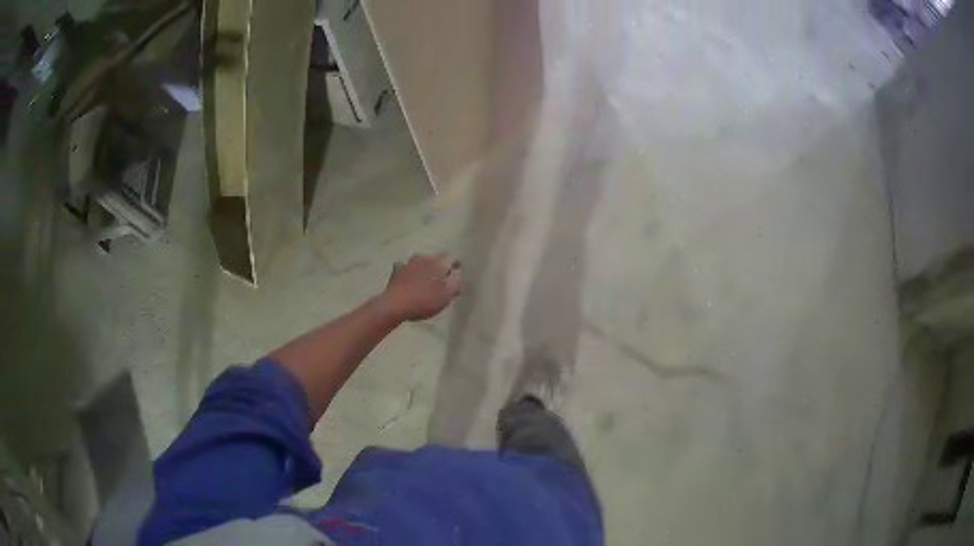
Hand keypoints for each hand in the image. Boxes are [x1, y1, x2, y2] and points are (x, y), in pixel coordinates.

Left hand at [380, 254, 461, 321]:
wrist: (395, 305)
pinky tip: (408, 279)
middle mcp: (424, 257)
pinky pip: (406, 267)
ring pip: (421, 261)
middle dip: (440, 267)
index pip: (452, 258)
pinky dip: (409, 272)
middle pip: (436, 259)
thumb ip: (456, 282)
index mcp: (439, 262)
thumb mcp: (446, 296)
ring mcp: (408, 262)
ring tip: (425, 280)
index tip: (457, 276)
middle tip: (442, 280)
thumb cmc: (424, 301)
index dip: (456, 266)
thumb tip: (458, 273)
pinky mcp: (397, 270)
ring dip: (424, 268)